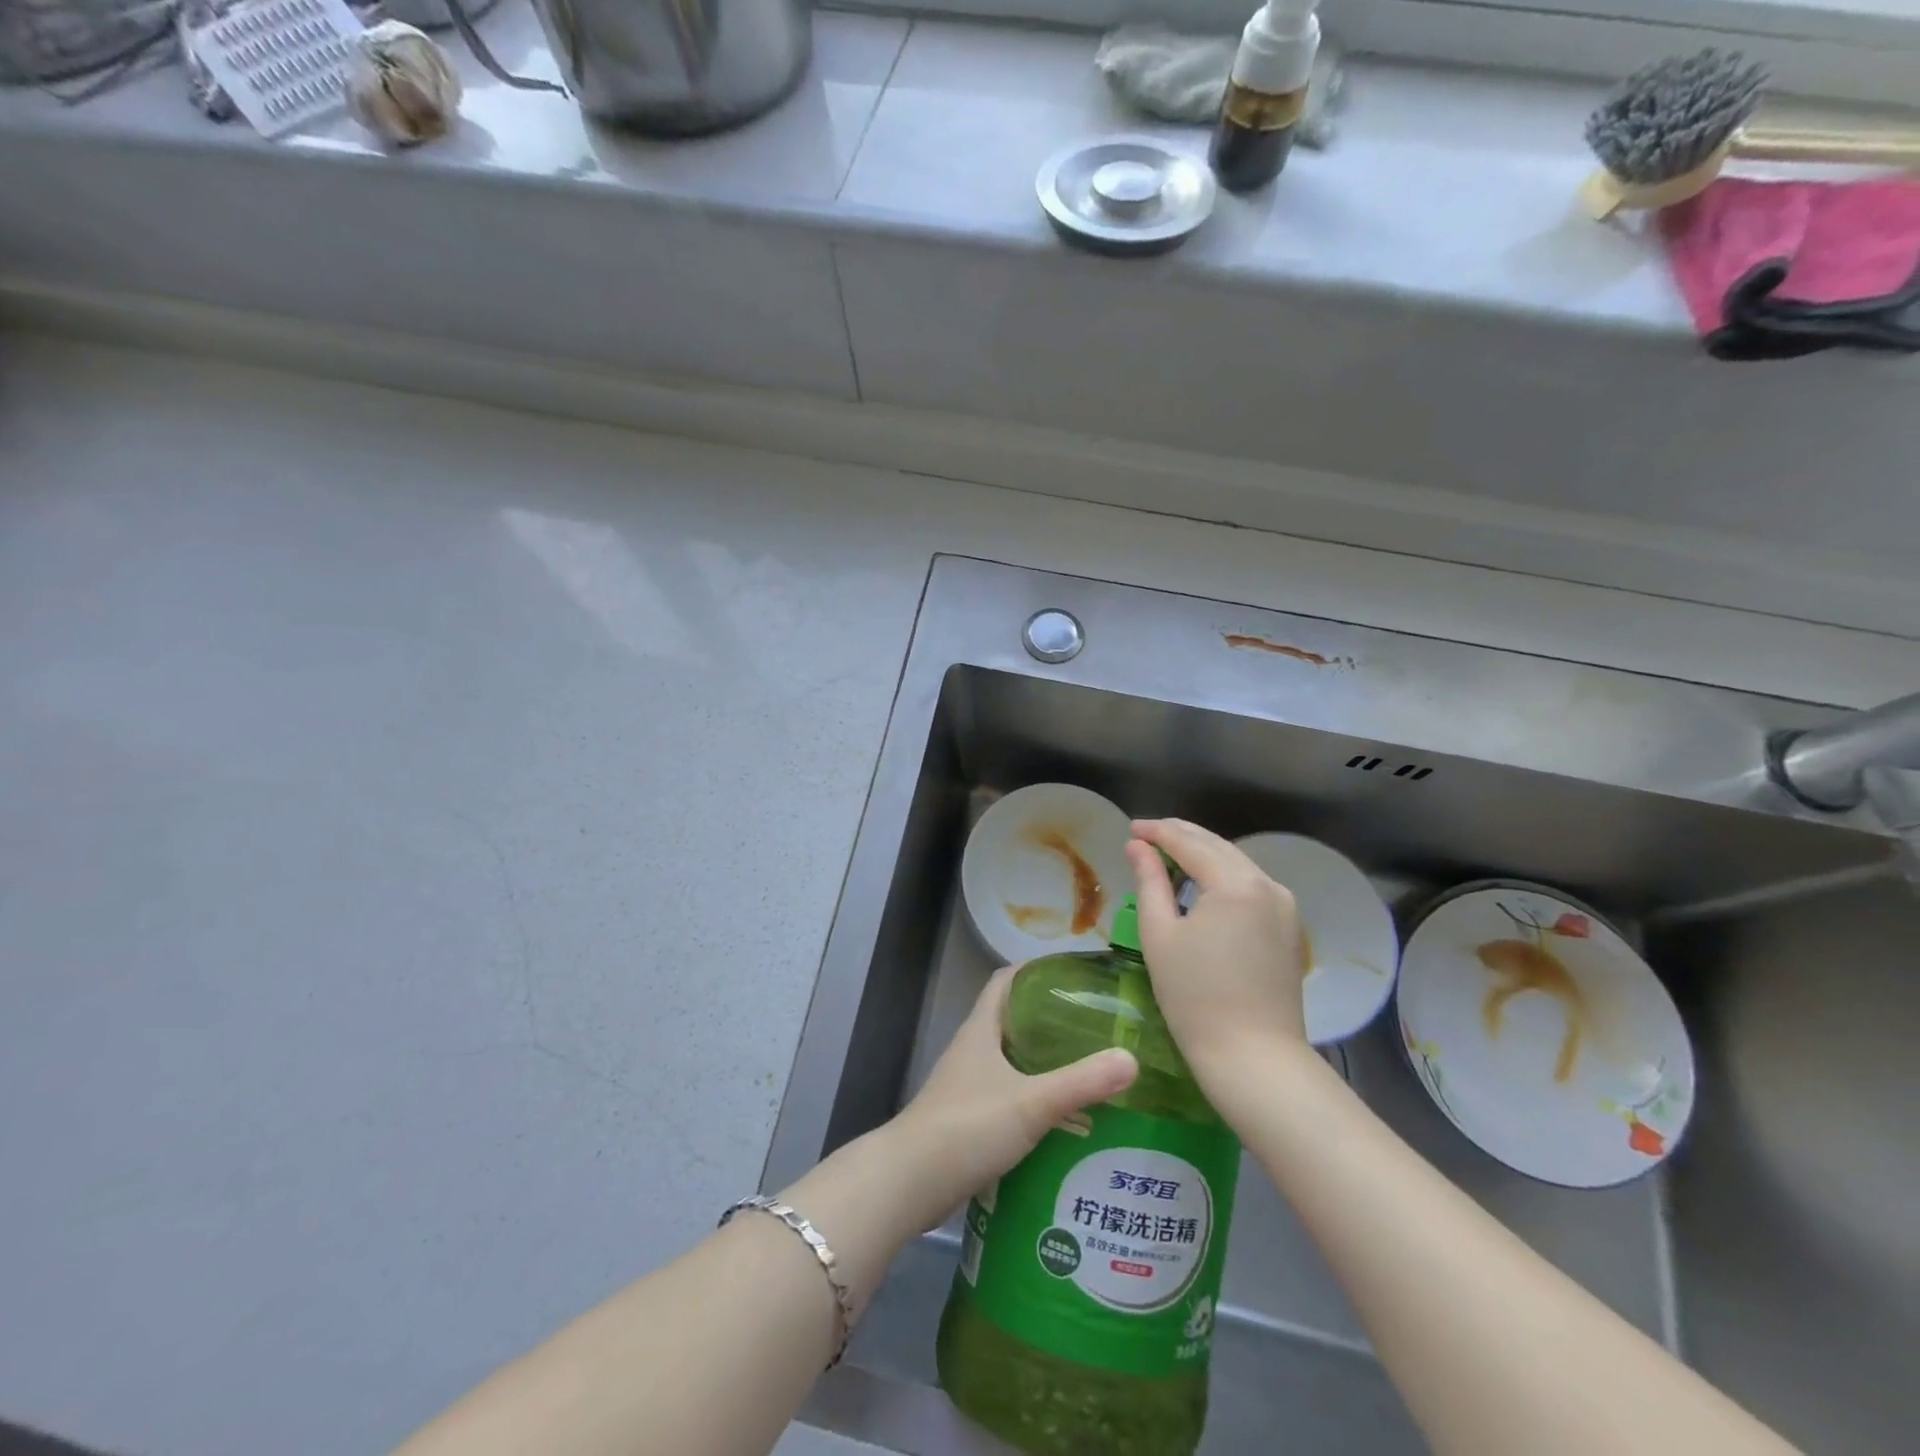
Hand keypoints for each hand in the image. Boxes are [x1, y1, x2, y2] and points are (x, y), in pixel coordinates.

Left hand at [882, 967, 1137, 1230]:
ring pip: (1012, 1060)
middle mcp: (973, 1050)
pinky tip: (1064, 1119)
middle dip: (1051, 1018)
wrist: (911, 1182)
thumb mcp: (1031, 1102)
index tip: (1074, 973)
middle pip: (1013, 1019)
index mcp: (981, 1029)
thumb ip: (1080, 1082)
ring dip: (1044, 1061)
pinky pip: (1009, 1096)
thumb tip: (1131, 1058)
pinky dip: (1035, 1098)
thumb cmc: (967, 1126)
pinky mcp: (969, 1119)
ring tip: (1089, 1069)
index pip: (1006, 980)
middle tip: (1096, 1024)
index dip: (1036, 969)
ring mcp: (968, 1085)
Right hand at [1126, 819, 1310, 1085]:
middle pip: (1219, 846)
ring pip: (1238, 864)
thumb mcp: (1160, 934)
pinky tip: (1203, 883)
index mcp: (1236, 884)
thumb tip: (1138, 847)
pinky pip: (1252, 886)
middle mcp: (1268, 885)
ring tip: (1170, 854)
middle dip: (1182, 836)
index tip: (1131, 828)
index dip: (1158, 832)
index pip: (1190, 843)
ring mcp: (1285, 907)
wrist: (1254, 1058)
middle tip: (1147, 834)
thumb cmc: (1195, 997)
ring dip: (1204, 854)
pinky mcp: (1289, 928)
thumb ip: (1150, 882)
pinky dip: (1223, 876)